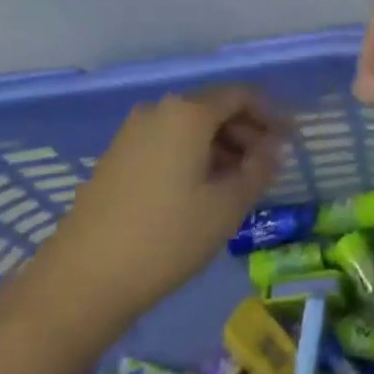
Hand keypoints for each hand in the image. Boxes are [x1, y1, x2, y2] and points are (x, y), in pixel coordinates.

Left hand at [39, 87, 283, 325]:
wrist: (83, 278)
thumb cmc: (166, 238)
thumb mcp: (225, 207)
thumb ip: (257, 170)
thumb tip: (274, 148)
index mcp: (188, 112)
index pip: (240, 95)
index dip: (270, 114)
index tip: (291, 141)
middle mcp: (160, 109)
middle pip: (214, 108)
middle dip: (246, 132)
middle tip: (268, 167)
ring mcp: (133, 131)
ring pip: (190, 127)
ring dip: (220, 146)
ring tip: (238, 184)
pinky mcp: (117, 155)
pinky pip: (167, 142)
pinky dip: (193, 156)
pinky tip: (201, 191)